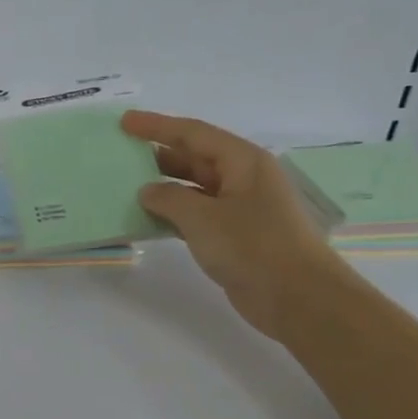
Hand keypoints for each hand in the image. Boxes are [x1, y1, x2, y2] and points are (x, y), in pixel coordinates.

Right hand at [122, 110, 346, 340]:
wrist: (296, 296)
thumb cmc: (252, 246)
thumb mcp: (202, 217)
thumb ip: (168, 198)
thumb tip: (147, 191)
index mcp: (242, 161)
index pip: (193, 133)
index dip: (157, 125)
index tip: (125, 122)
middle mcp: (243, 178)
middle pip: (195, 157)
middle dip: (158, 154)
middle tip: (121, 154)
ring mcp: (240, 208)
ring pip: (194, 188)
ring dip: (163, 187)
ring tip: (126, 186)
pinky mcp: (235, 235)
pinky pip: (197, 215)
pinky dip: (173, 214)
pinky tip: (148, 219)